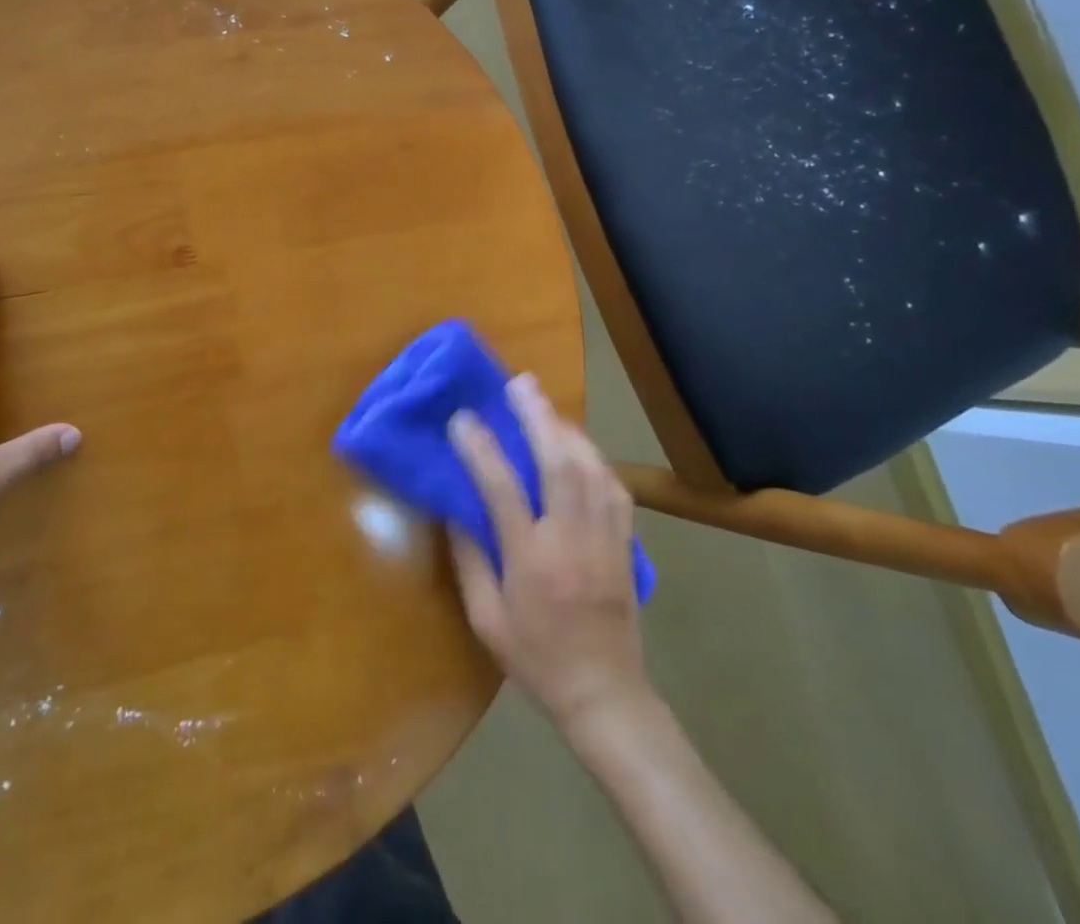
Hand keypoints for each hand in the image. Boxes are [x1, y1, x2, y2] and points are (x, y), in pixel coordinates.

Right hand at [448, 374, 649, 730]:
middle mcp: (571, 541)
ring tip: (544, 404)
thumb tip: (454, 507)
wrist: (606, 696)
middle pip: (559, 465)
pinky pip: (615, 489)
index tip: (461, 417)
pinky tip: (578, 445)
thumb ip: (468, 559)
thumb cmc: (536, 659)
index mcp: (531, 562)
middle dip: (538, 418)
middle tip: (520, 383)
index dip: (480, 448)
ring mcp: (605, 541)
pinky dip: (595, 458)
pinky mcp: (626, 545)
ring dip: (567, 430)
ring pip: (592, 470)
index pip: (502, 490)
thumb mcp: (486, 619)